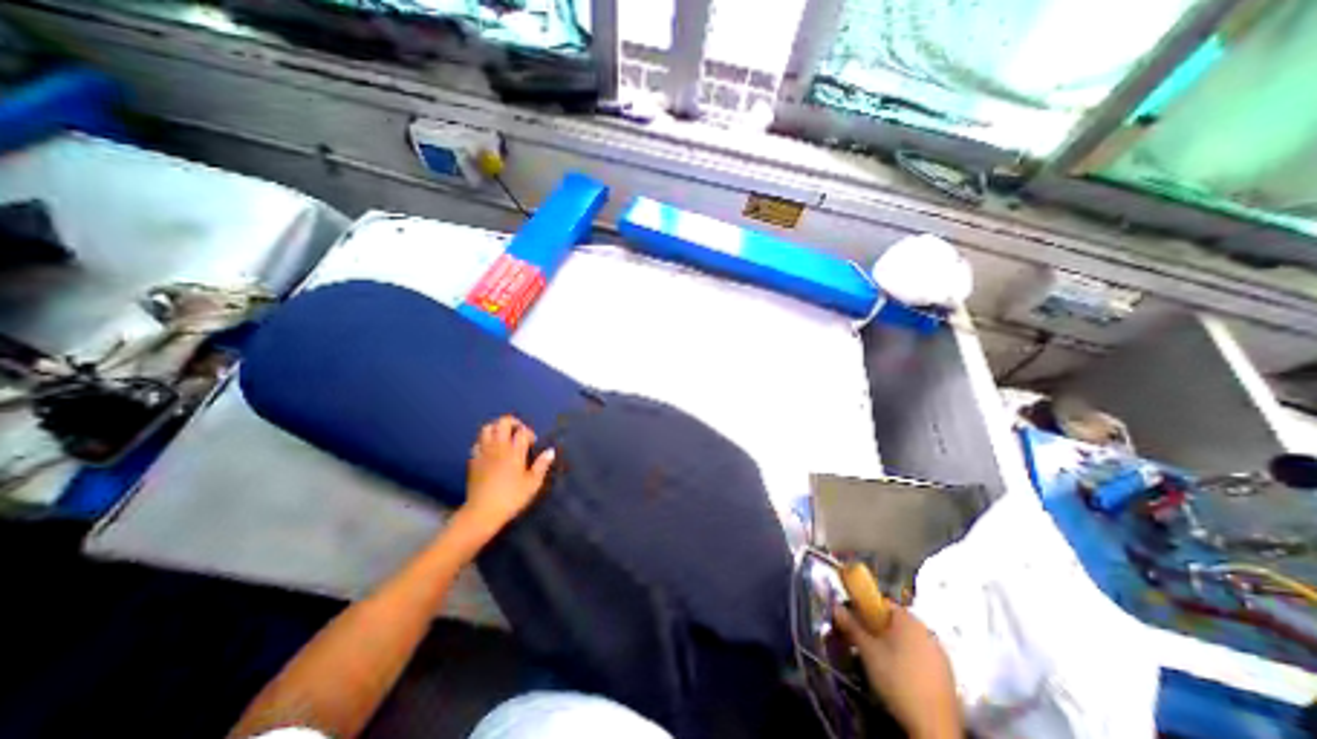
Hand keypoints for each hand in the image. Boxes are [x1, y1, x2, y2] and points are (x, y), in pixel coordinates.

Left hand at [462, 416, 554, 530]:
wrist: (482, 512)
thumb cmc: (511, 498)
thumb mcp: (532, 484)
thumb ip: (542, 465)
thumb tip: (550, 451)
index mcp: (514, 452)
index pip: (522, 431)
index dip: (529, 433)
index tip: (532, 444)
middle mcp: (498, 447)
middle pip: (503, 422)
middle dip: (513, 423)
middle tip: (519, 433)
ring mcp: (483, 452)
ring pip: (487, 428)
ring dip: (497, 429)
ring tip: (504, 438)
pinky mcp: (473, 460)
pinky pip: (477, 442)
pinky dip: (485, 441)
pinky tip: (491, 450)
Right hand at [838, 604, 963, 735]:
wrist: (934, 728)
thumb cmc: (896, 679)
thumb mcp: (867, 651)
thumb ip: (851, 626)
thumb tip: (836, 606)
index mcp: (908, 619)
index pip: (883, 603)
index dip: (866, 610)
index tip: (857, 623)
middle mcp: (926, 631)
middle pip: (896, 622)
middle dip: (880, 630)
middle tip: (867, 645)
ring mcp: (940, 653)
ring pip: (910, 641)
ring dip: (895, 646)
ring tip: (882, 663)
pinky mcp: (948, 675)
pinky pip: (922, 658)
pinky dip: (911, 662)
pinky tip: (902, 678)